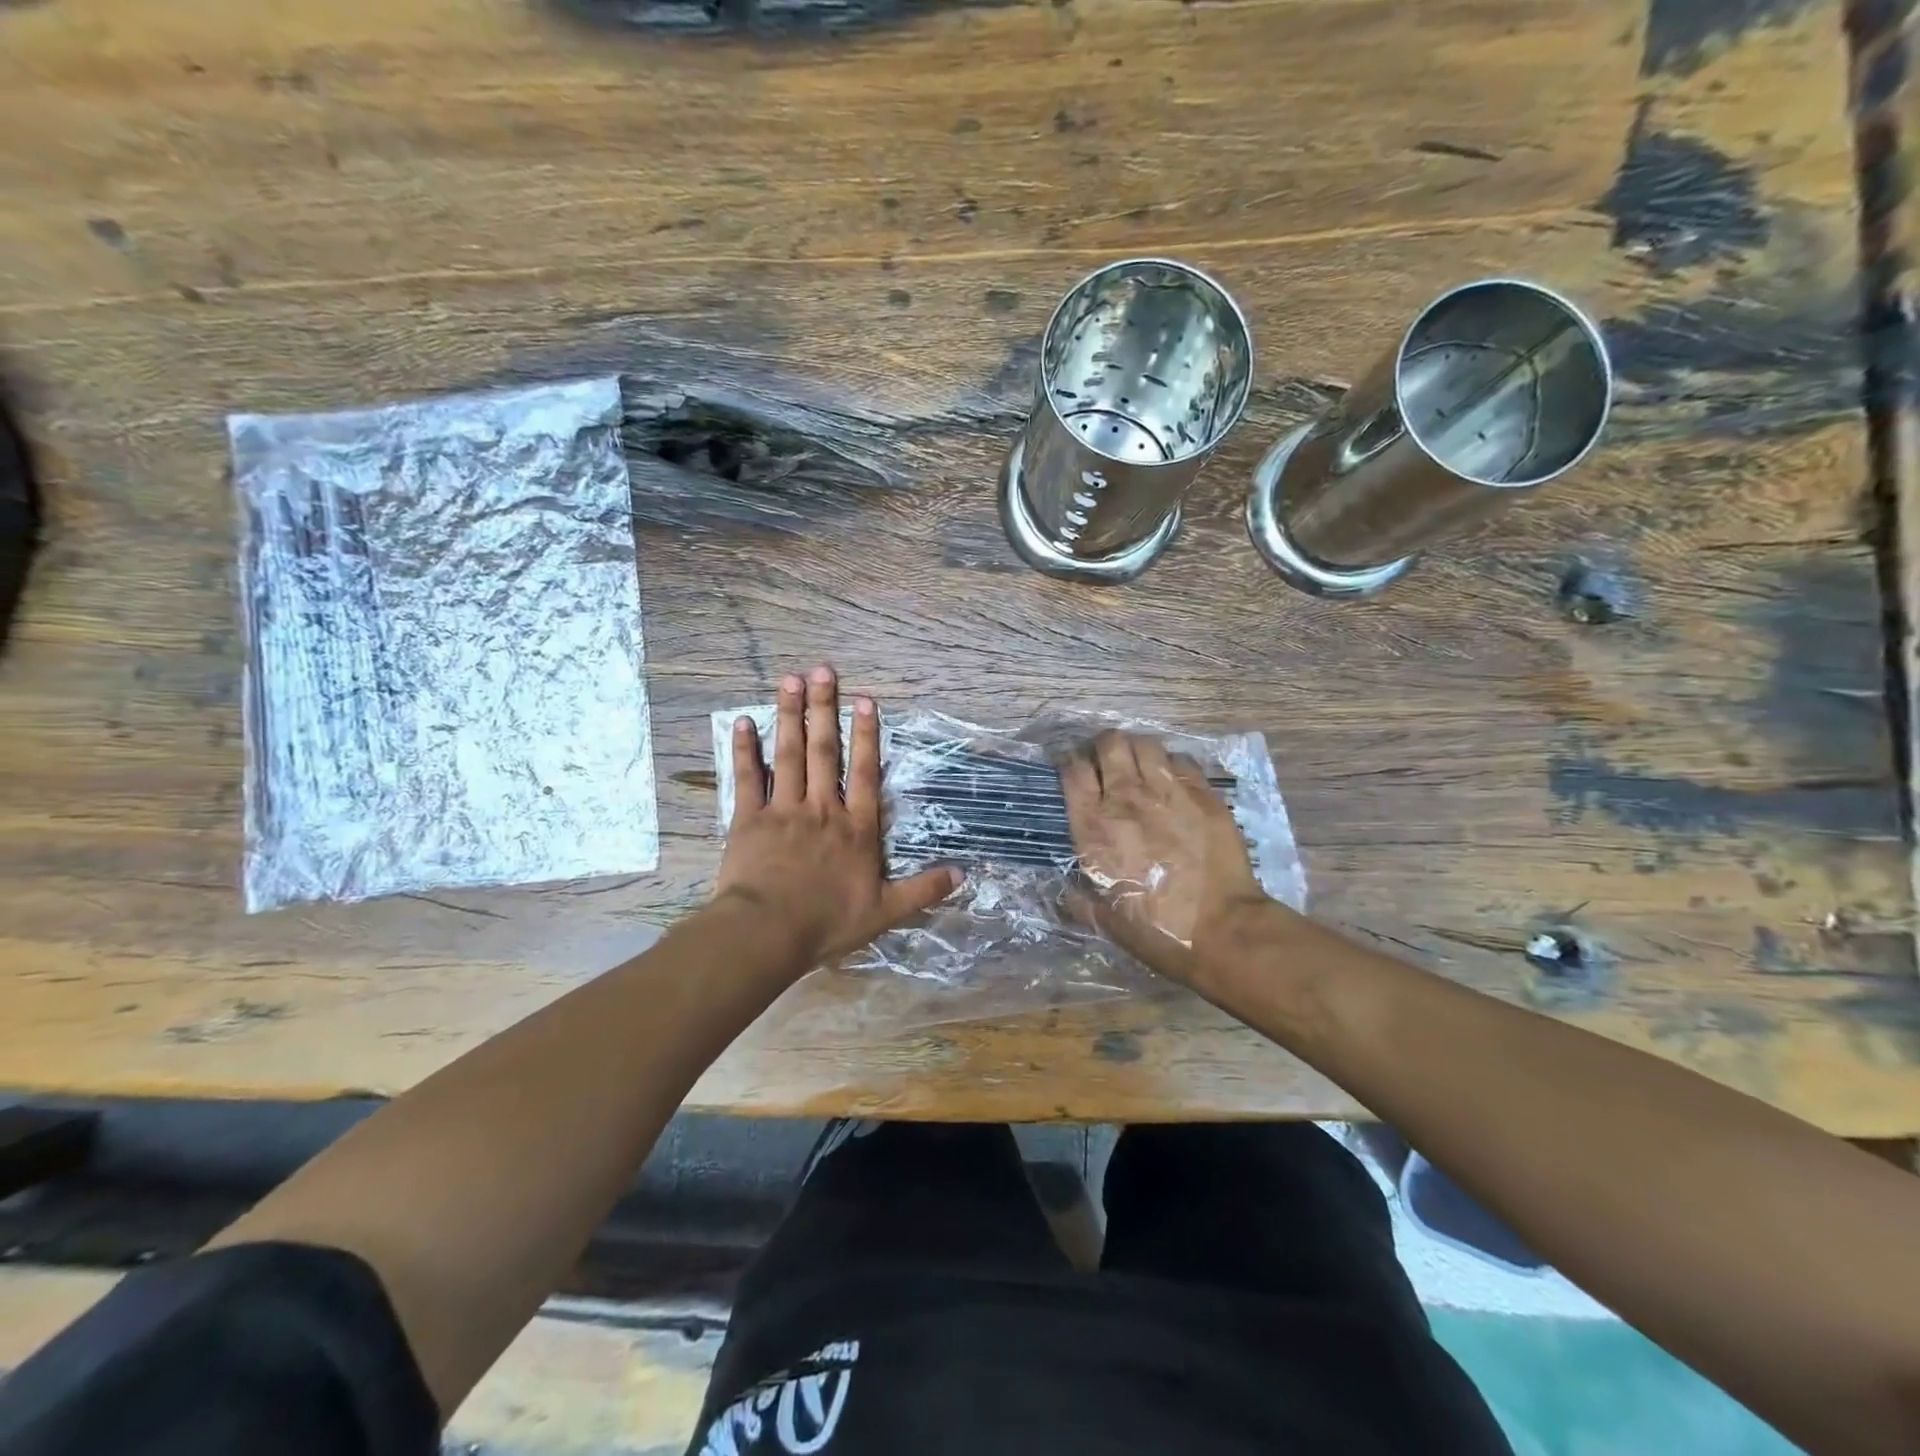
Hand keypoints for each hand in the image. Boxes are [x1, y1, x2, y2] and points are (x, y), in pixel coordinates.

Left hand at [716, 664, 960, 966]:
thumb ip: (924, 889)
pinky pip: (746, 778)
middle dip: (824, 708)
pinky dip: (745, 749)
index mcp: (856, 827)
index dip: (866, 735)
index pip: (865, 772)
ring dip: (790, 715)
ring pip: (788, 754)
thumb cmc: (828, 922)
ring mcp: (784, 810)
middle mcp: (823, 808)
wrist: (768, 932)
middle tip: (822, 671)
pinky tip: (744, 721)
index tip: (864, 700)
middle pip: (824, 750)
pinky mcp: (749, 819)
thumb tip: (964, 874)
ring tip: (790, 680)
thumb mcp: (886, 911)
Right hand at [1059, 730, 1273, 984]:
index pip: (1073, 770)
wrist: (1220, 930)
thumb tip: (1068, 889)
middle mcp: (1126, 798)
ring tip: (1140, 766)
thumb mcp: (1103, 919)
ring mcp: (1167, 791)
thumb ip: (1078, 898)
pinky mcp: (1203, 793)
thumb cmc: (1156, 930)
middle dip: (1103, 747)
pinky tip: (1173, 780)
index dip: (1069, 762)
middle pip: (1109, 743)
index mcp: (1094, 826)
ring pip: (1145, 743)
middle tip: (1107, 763)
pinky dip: (1172, 764)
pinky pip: (1181, 760)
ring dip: (1137, 750)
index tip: (1073, 768)